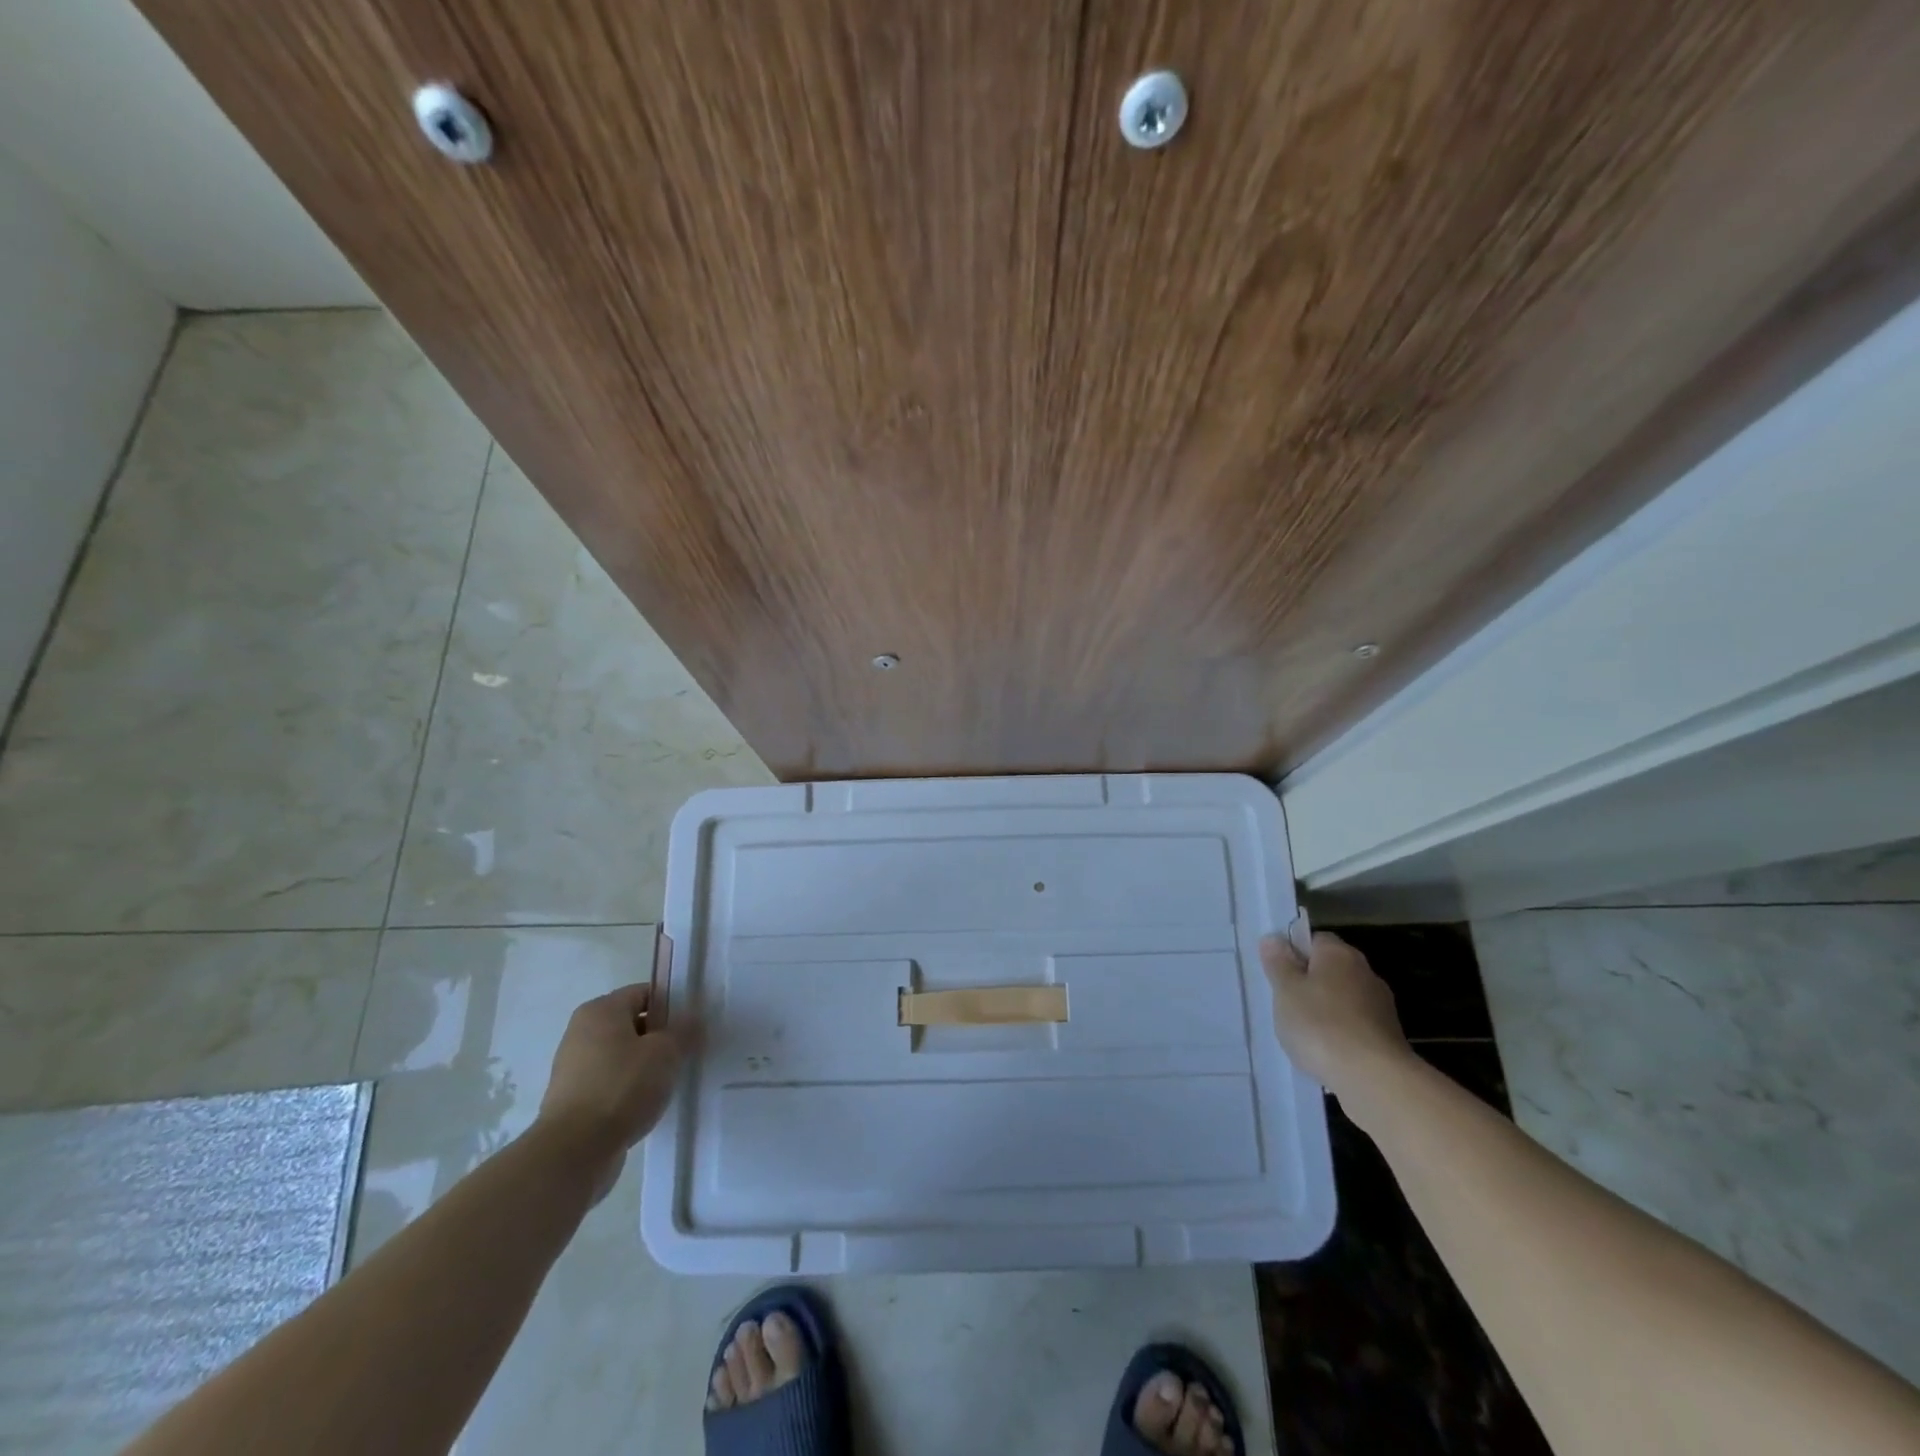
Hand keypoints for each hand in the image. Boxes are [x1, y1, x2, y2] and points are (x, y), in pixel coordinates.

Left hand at [536, 984, 682, 1199]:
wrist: (574, 1152)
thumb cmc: (621, 1087)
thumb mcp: (666, 1053)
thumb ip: (684, 1030)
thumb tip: (693, 1018)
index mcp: (600, 1010)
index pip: (644, 993)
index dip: (672, 1006)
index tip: (693, 1025)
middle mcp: (582, 1032)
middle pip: (632, 1024)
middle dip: (660, 1037)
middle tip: (687, 1052)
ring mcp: (574, 1068)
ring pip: (622, 1055)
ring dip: (646, 1065)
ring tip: (671, 1081)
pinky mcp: (573, 1099)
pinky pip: (611, 1082)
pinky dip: (630, 1089)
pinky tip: (648, 1104)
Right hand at [1260, 930, 1413, 1102]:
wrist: (1374, 1078)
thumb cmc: (1320, 1025)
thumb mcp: (1286, 990)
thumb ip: (1278, 963)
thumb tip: (1273, 939)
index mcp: (1338, 954)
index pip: (1314, 940)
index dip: (1294, 954)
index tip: (1278, 975)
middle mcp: (1365, 972)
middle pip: (1330, 970)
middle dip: (1309, 984)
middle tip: (1285, 1005)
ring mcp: (1381, 1006)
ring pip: (1343, 999)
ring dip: (1326, 1011)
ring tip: (1304, 1035)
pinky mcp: (1389, 1037)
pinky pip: (1356, 1026)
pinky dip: (1342, 1034)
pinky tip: (1327, 1053)